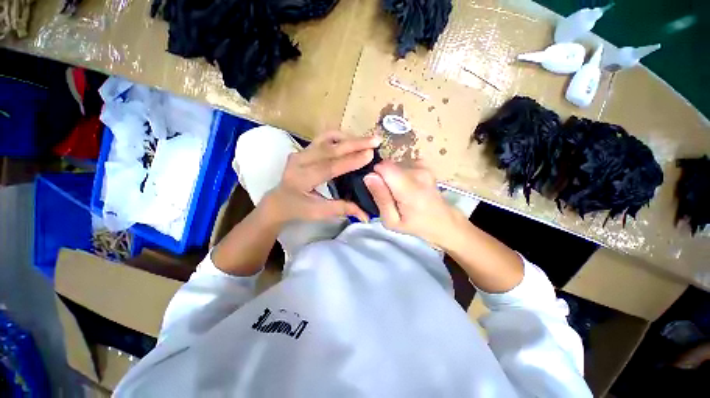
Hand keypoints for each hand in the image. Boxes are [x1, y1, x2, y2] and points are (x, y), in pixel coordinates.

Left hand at [262, 131, 381, 226]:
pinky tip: (352, 141)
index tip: (370, 154)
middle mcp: (300, 161)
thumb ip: (342, 209)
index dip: (350, 160)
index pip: (329, 167)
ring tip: (367, 140)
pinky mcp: (304, 149)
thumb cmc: (298, 209)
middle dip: (355, 143)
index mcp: (302, 179)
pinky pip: (324, 138)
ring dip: (348, 138)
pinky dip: (340, 137)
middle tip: (375, 140)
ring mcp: (301, 152)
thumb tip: (366, 215)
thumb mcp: (319, 213)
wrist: (278, 201)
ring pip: (327, 139)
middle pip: (329, 148)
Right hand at [363, 160, 459, 245]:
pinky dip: (400, 173)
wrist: (443, 220)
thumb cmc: (415, 224)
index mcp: (410, 189)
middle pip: (389, 165)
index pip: (384, 167)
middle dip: (384, 178)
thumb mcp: (392, 220)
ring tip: (400, 192)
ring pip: (395, 164)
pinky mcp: (424, 164)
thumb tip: (369, 176)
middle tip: (390, 195)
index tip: (378, 190)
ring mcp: (423, 166)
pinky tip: (407, 185)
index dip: (376, 175)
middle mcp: (418, 172)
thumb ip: (381, 198)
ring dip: (392, 176)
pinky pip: (403, 164)